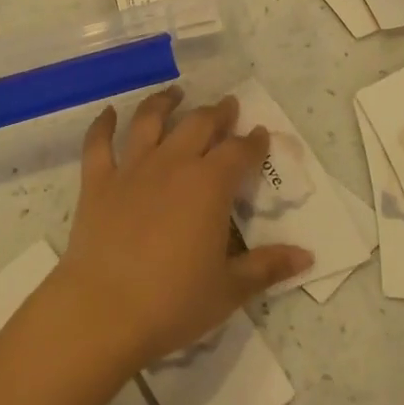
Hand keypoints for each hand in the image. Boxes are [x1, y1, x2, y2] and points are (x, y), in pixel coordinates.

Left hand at [53, 88, 313, 371]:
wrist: (103, 311)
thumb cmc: (173, 302)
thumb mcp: (229, 289)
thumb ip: (267, 267)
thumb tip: (306, 256)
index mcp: (210, 185)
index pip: (239, 152)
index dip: (253, 141)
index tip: (261, 133)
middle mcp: (173, 164)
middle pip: (198, 125)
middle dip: (217, 113)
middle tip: (227, 106)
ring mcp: (132, 169)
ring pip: (149, 121)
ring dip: (164, 103)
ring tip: (175, 93)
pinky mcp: (97, 182)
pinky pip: (98, 144)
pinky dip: (102, 125)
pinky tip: (107, 113)